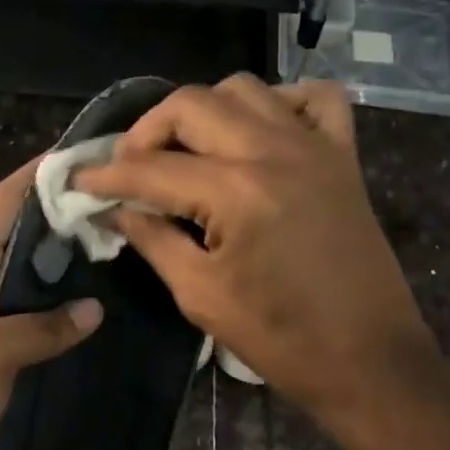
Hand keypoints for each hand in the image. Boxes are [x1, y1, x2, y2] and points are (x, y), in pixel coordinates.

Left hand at [0, 160, 101, 449]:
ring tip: (130, 252)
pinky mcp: (2, 365)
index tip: (91, 154)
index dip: (41, 173)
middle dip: (69, 217)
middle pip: (27, 238)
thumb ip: (40, 326)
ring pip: (38, 283)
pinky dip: (71, 317)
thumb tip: (94, 308)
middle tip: (129, 207)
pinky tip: (110, 319)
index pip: (4, 203)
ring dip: (75, 267)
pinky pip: (42, 328)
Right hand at [74, 75, 440, 443]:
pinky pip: (314, 99)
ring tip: (185, 150)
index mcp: (235, 191)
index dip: (106, 176)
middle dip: (146, 131)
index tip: (79, 180)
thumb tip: (117, 211)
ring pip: (243, 89)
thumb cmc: (280, 338)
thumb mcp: (200, 295)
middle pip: (191, 105)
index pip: (151, 168)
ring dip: (202, 111)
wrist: (369, 360)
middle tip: (130, 168)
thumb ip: (153, 240)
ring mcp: (314, 146)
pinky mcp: (343, 156)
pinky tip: (258, 132)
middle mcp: (273, 150)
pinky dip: (280, 101)